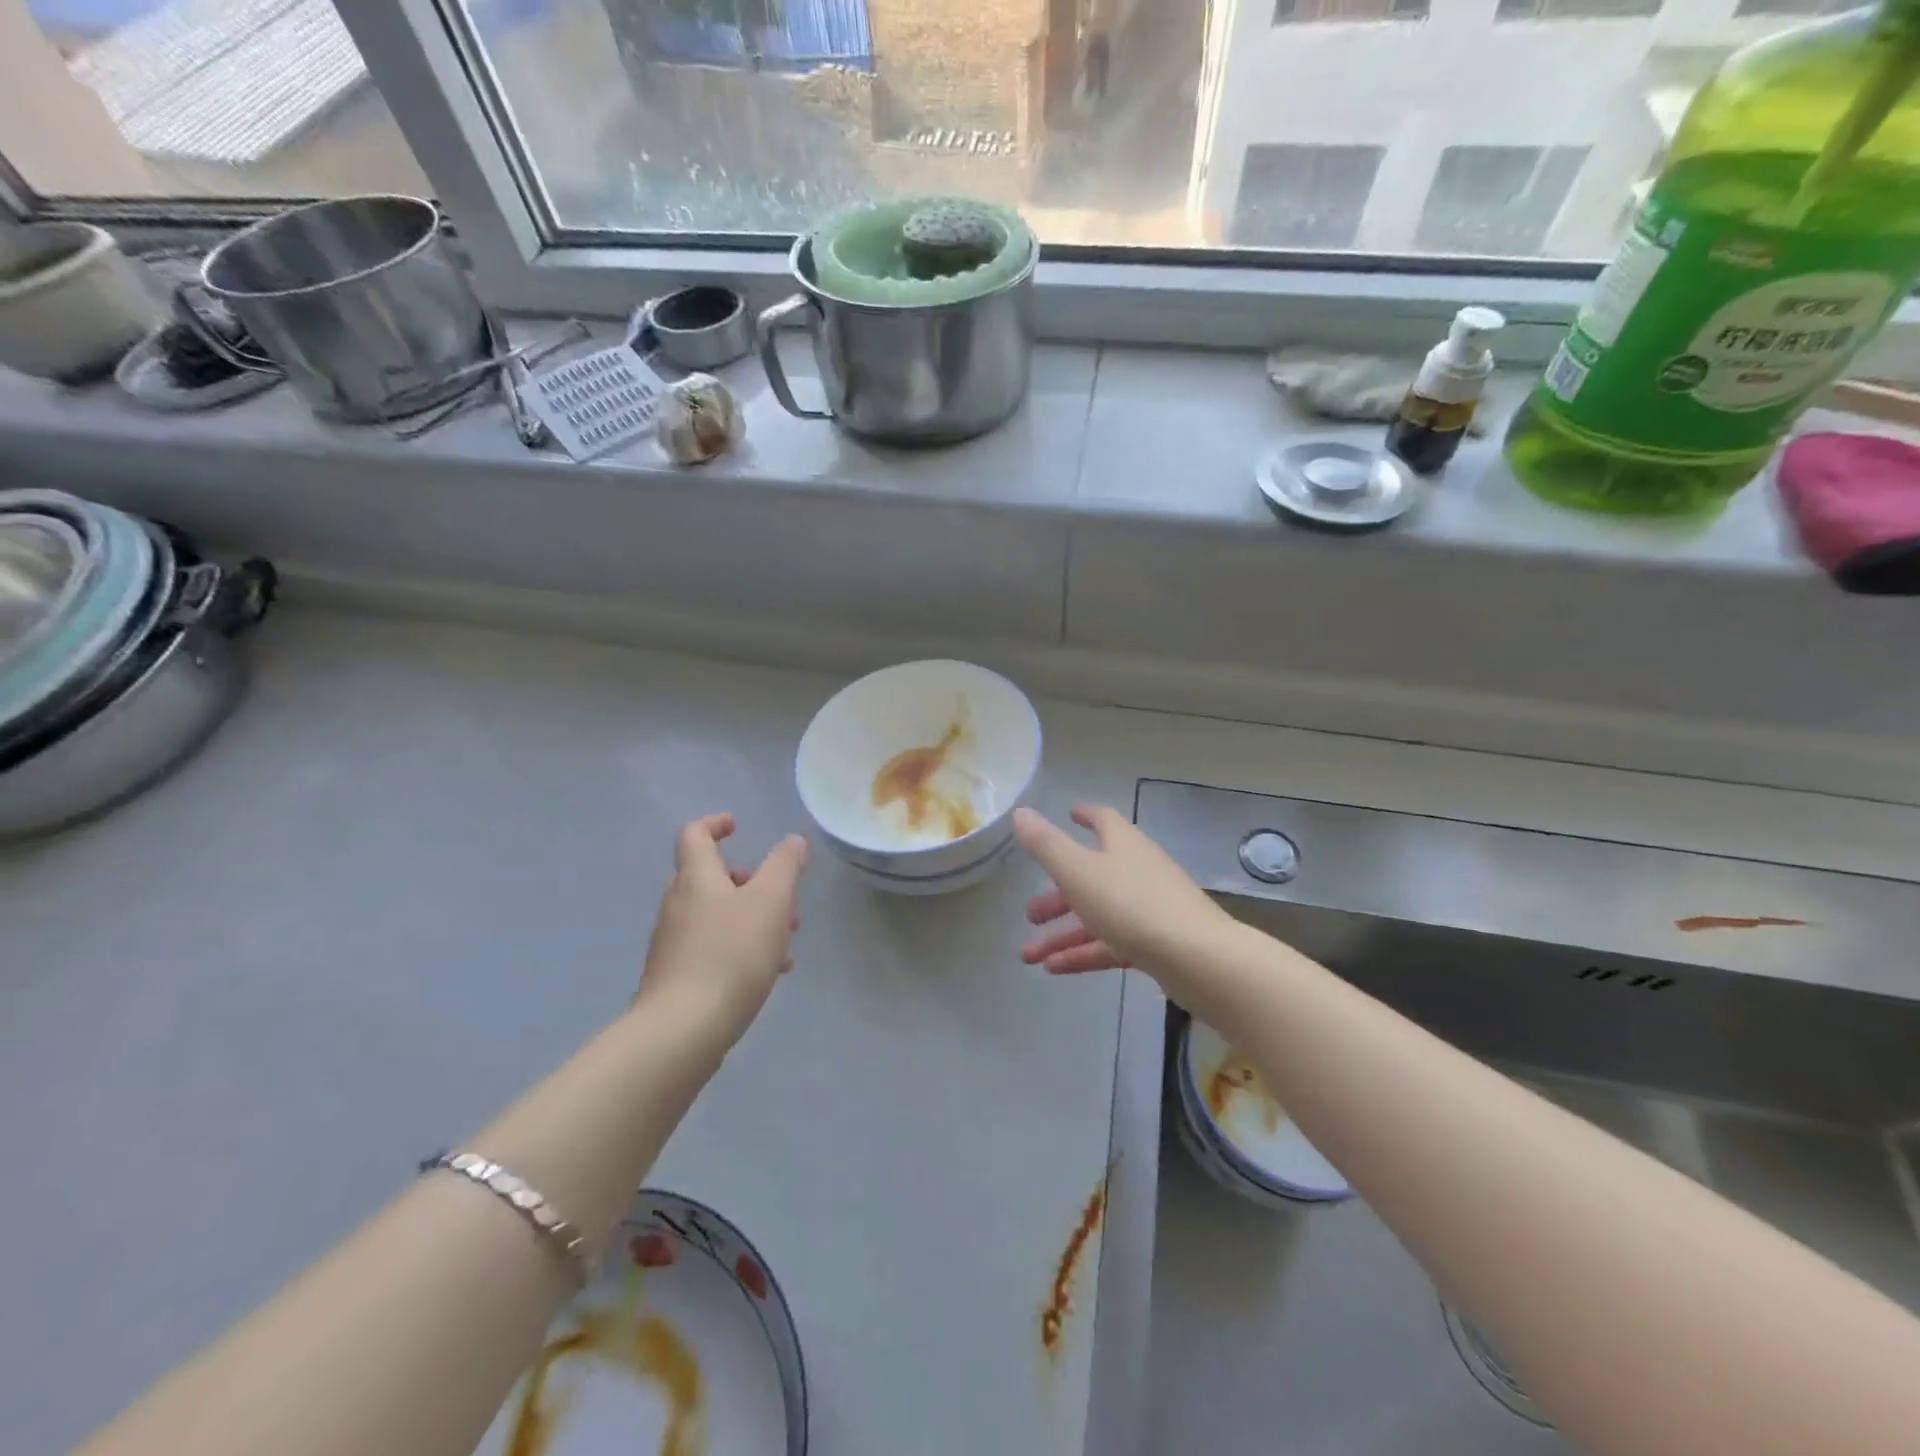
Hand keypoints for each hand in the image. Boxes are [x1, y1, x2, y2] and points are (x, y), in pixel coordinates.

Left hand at [637, 814, 808, 1046]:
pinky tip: (771, 972)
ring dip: (750, 917)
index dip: (714, 824)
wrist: (682, 1030)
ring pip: (715, 916)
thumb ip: (785, 866)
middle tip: (781, 896)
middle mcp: (678, 905)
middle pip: (708, 878)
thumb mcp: (771, 902)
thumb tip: (793, 841)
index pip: (694, 835)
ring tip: (787, 940)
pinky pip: (712, 948)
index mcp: (696, 879)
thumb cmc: (731, 954)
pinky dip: (741, 948)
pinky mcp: (676, 978)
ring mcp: (673, 943)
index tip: (737, 826)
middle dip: (748, 881)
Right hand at [1014, 805, 1238, 996]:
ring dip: (1062, 933)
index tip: (1070, 815)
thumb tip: (1021, 813)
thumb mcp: (1078, 871)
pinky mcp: (1156, 943)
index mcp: (1122, 844)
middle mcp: (1137, 870)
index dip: (1085, 816)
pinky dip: (1083, 953)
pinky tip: (1055, 970)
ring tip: (1029, 956)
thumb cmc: (1131, 904)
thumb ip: (1046, 844)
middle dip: (1058, 895)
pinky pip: (1111, 943)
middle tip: (1030, 914)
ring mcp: (1149, 908)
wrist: (1198, 958)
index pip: (1103, 820)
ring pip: (1097, 916)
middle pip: (1092, 875)